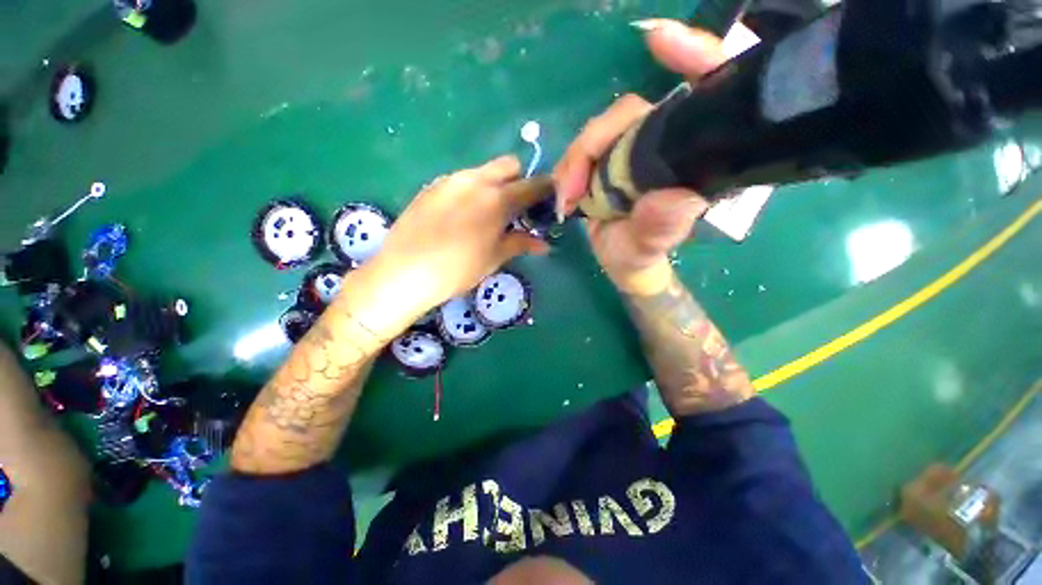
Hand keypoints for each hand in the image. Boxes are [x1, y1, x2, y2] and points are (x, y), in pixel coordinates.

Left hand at [359, 156, 549, 332]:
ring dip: (493, 184)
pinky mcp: (431, 186)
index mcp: (497, 199)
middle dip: (518, 180)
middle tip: (515, 207)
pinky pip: (460, 180)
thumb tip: (544, 245)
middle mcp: (475, 180)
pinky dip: (470, 190)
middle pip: (508, 164)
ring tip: (486, 213)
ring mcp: (450, 180)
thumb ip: (520, 244)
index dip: (545, 189)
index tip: (548, 199)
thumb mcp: (494, 258)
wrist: (404, 272)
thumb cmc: (457, 270)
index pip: (532, 185)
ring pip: (482, 171)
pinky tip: (460, 215)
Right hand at [554, 21, 726, 293]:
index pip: (708, 91)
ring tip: (565, 197)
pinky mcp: (607, 159)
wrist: (620, 262)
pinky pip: (584, 149)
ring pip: (600, 130)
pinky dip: (568, 166)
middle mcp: (665, 144)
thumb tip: (679, 199)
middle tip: (569, 187)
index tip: (659, 41)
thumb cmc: (640, 256)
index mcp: (693, 158)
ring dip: (575, 159)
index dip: (693, 57)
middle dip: (594, 140)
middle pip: (630, 113)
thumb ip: (661, 229)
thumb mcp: (649, 248)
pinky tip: (563, 190)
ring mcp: (632, 149)